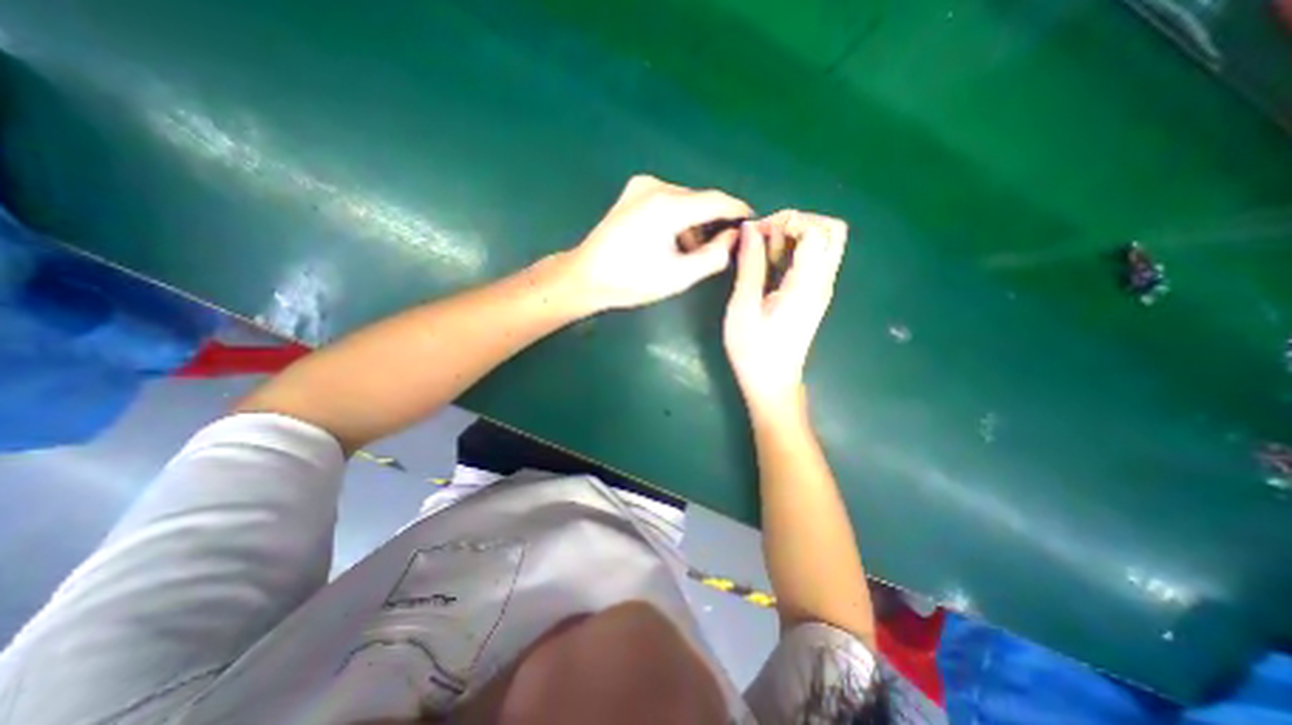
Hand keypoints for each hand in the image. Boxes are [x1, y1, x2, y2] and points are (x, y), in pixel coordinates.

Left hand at [562, 174, 753, 310]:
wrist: (586, 276)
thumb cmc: (632, 280)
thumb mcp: (679, 276)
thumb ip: (713, 255)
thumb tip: (734, 237)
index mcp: (667, 206)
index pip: (716, 201)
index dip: (738, 210)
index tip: (754, 221)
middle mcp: (656, 187)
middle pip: (699, 201)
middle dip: (713, 222)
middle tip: (722, 247)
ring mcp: (641, 187)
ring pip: (684, 201)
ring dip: (694, 223)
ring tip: (692, 252)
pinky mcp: (633, 193)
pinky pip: (668, 201)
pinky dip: (677, 219)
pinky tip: (672, 242)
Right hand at [726, 212, 849, 410]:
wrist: (772, 383)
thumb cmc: (753, 350)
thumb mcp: (743, 306)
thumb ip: (750, 264)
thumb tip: (750, 229)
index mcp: (807, 283)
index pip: (815, 229)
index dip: (785, 221)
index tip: (756, 234)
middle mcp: (823, 280)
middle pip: (831, 229)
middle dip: (797, 222)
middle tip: (766, 238)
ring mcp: (821, 287)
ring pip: (825, 242)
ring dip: (795, 236)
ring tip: (764, 252)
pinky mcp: (814, 295)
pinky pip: (814, 258)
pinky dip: (794, 251)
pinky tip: (770, 265)